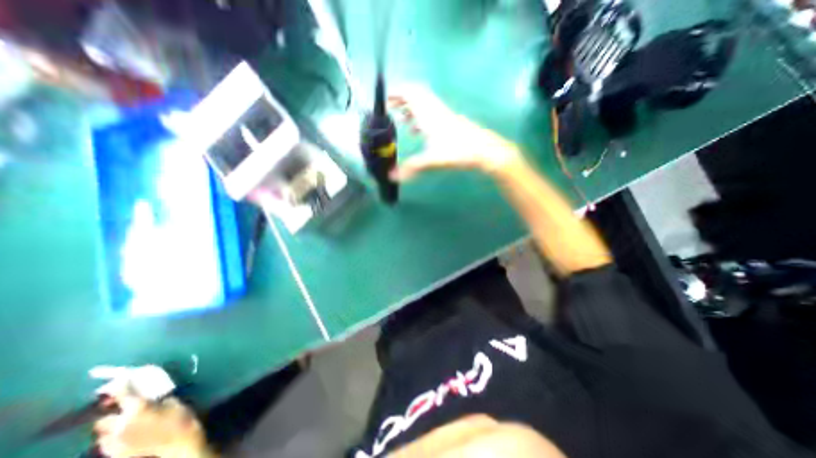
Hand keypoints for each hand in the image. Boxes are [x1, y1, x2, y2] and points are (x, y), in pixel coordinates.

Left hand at [92, 393, 206, 457]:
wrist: (178, 440)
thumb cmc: (180, 416)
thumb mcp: (172, 401)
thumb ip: (155, 399)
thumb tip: (148, 395)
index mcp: (137, 409)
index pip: (122, 394)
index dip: (117, 386)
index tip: (117, 380)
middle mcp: (120, 425)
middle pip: (101, 420)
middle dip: (108, 414)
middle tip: (120, 408)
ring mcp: (114, 442)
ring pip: (102, 434)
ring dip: (110, 427)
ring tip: (123, 423)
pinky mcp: (113, 453)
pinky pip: (106, 444)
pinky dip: (113, 438)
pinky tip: (126, 435)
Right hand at [386, 86, 521, 180]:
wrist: (484, 150)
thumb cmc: (457, 151)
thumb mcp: (432, 161)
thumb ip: (411, 168)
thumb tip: (391, 177)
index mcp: (428, 113)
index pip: (410, 93)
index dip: (396, 92)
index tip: (384, 99)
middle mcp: (435, 110)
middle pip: (416, 96)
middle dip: (401, 99)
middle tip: (390, 108)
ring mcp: (444, 115)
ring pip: (424, 105)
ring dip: (411, 109)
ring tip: (400, 120)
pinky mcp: (449, 123)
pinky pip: (431, 115)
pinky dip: (421, 119)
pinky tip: (418, 131)